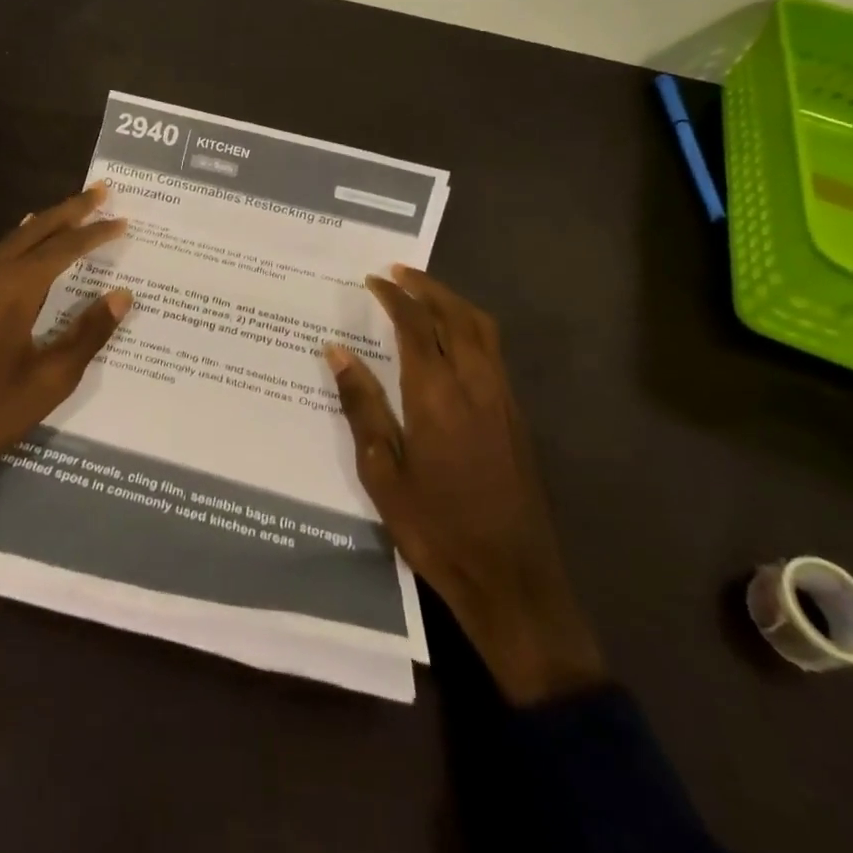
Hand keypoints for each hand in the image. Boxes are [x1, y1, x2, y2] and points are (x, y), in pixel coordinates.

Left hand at [0, 184, 131, 483]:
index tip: (123, 221)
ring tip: (72, 211)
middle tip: (101, 192)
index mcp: (16, 287)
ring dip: (45, 221)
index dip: (96, 233)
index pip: (65, 246)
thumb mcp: (50, 378)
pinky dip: (21, 240)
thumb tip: (121, 295)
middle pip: (36, 228)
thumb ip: (88, 332)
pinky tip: (25, 244)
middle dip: (70, 209)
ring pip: (14, 237)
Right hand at [326, 267, 606, 705]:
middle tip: (398, 272)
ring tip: (425, 293)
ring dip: (453, 302)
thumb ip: (362, 406)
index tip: (373, 279)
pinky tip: (453, 340)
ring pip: (482, 329)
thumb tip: (336, 352)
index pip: (416, 325)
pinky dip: (471, 327)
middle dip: (427, 287)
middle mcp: (475, 384)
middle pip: (456, 315)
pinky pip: (494, 351)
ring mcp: (502, 399)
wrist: (512, 580)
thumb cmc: (436, 528)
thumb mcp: (383, 472)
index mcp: (436, 395)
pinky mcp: (516, 417)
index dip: (394, 296)